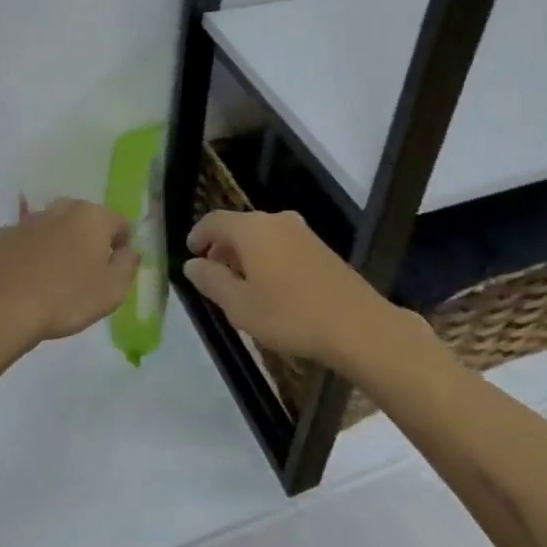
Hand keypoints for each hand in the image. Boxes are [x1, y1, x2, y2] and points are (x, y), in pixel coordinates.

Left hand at [0, 197, 138, 351]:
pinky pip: (26, 239)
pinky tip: (28, 276)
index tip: (115, 270)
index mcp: (93, 217)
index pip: (120, 223)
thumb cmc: (67, 299)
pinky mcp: (3, 235)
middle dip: (90, 239)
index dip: (122, 245)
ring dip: (60, 242)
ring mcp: (29, 220)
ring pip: (54, 226)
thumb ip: (128, 265)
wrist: (4, 308)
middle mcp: (62, 209)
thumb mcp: (113, 290)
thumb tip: (130, 251)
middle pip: (85, 218)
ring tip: (56, 275)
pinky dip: (31, 251)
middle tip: (87, 272)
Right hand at [184, 210, 421, 369]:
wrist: (357, 325)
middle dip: (222, 247)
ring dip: (245, 254)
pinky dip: (266, 257)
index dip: (198, 235)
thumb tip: (191, 264)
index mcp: (252, 229)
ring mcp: (302, 232)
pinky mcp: (320, 247)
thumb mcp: (240, 305)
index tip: (190, 254)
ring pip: (261, 235)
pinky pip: (281, 244)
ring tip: (240, 284)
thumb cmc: (290, 315)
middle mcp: (276, 220)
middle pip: (239, 226)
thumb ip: (211, 281)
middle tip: (212, 274)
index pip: (214, 220)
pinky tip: (270, 287)